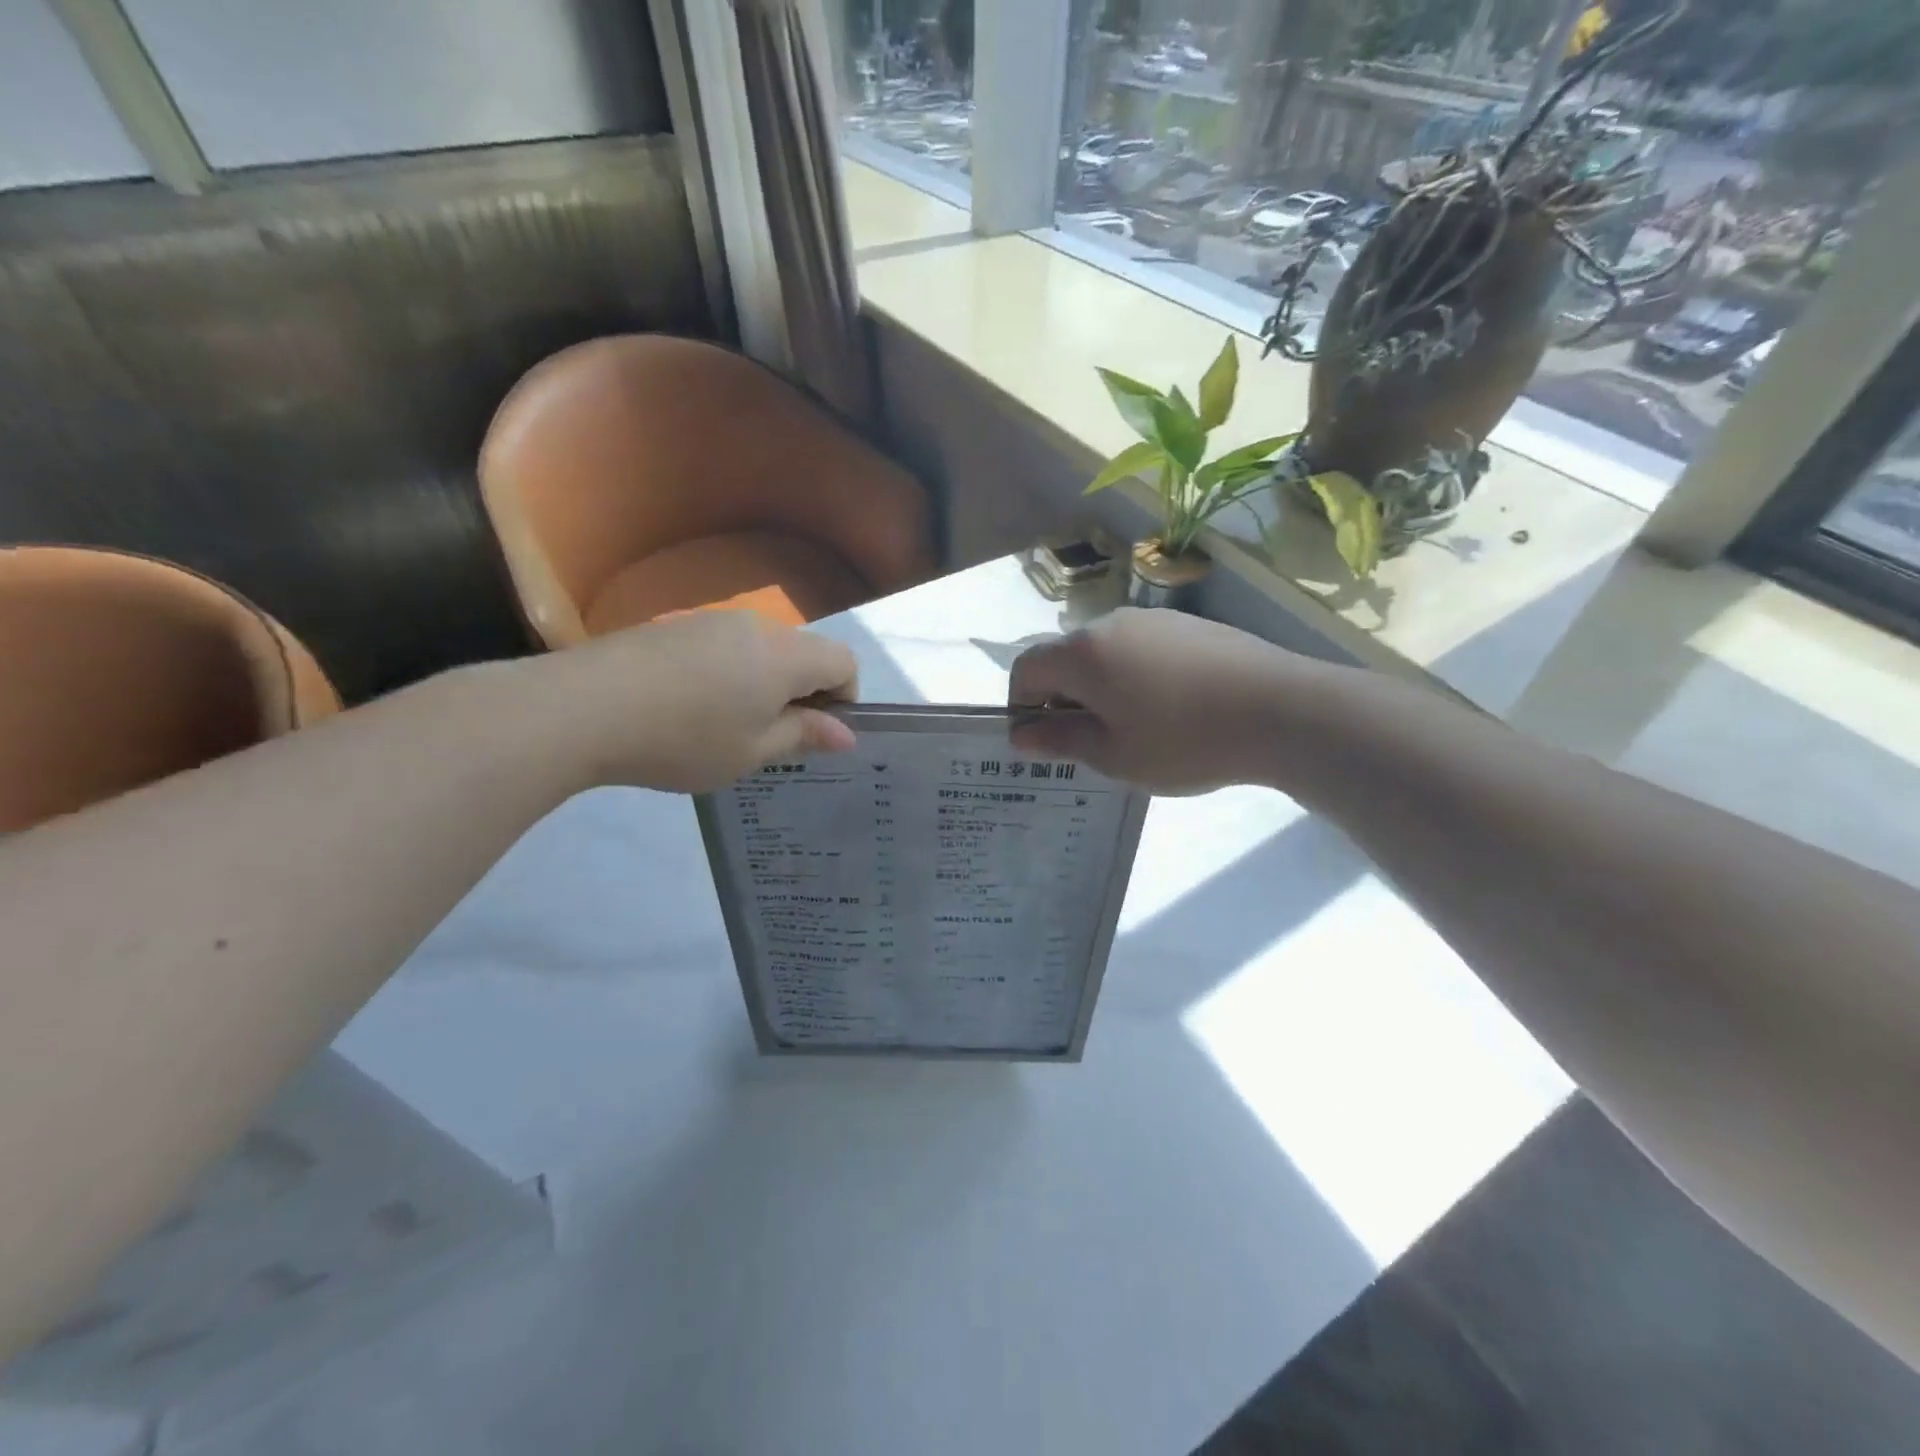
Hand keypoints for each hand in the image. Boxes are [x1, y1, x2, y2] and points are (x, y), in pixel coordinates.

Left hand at [536, 611, 858, 793]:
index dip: (845, 697)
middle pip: (804, 652)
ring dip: (765, 682)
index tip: (818, 732)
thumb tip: (845, 734)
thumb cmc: (683, 739)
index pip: (844, 661)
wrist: (582, 708)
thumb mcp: (751, 752)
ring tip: (728, 725)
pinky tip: (691, 706)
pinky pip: (725, 646)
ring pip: (762, 649)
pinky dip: (730, 673)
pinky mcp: (675, 625)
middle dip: (804, 691)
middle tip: (773, 737)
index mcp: (785, 657)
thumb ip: (803, 736)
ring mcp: (712, 620)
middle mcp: (756, 626)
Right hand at [1008, 609, 1326, 794]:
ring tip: (1135, 730)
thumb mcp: (1114, 755)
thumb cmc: (1183, 740)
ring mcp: (1154, 620)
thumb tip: (1022, 735)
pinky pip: (1141, 649)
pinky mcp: (1189, 625)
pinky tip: (1171, 709)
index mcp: (1082, 653)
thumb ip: (1061, 741)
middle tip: (1091, 744)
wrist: (1281, 710)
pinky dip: (1135, 677)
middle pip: (1065, 658)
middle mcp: (1110, 624)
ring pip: (1105, 653)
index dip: (1021, 705)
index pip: (1026, 668)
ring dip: (1101, 688)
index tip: (1042, 742)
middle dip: (1064, 699)